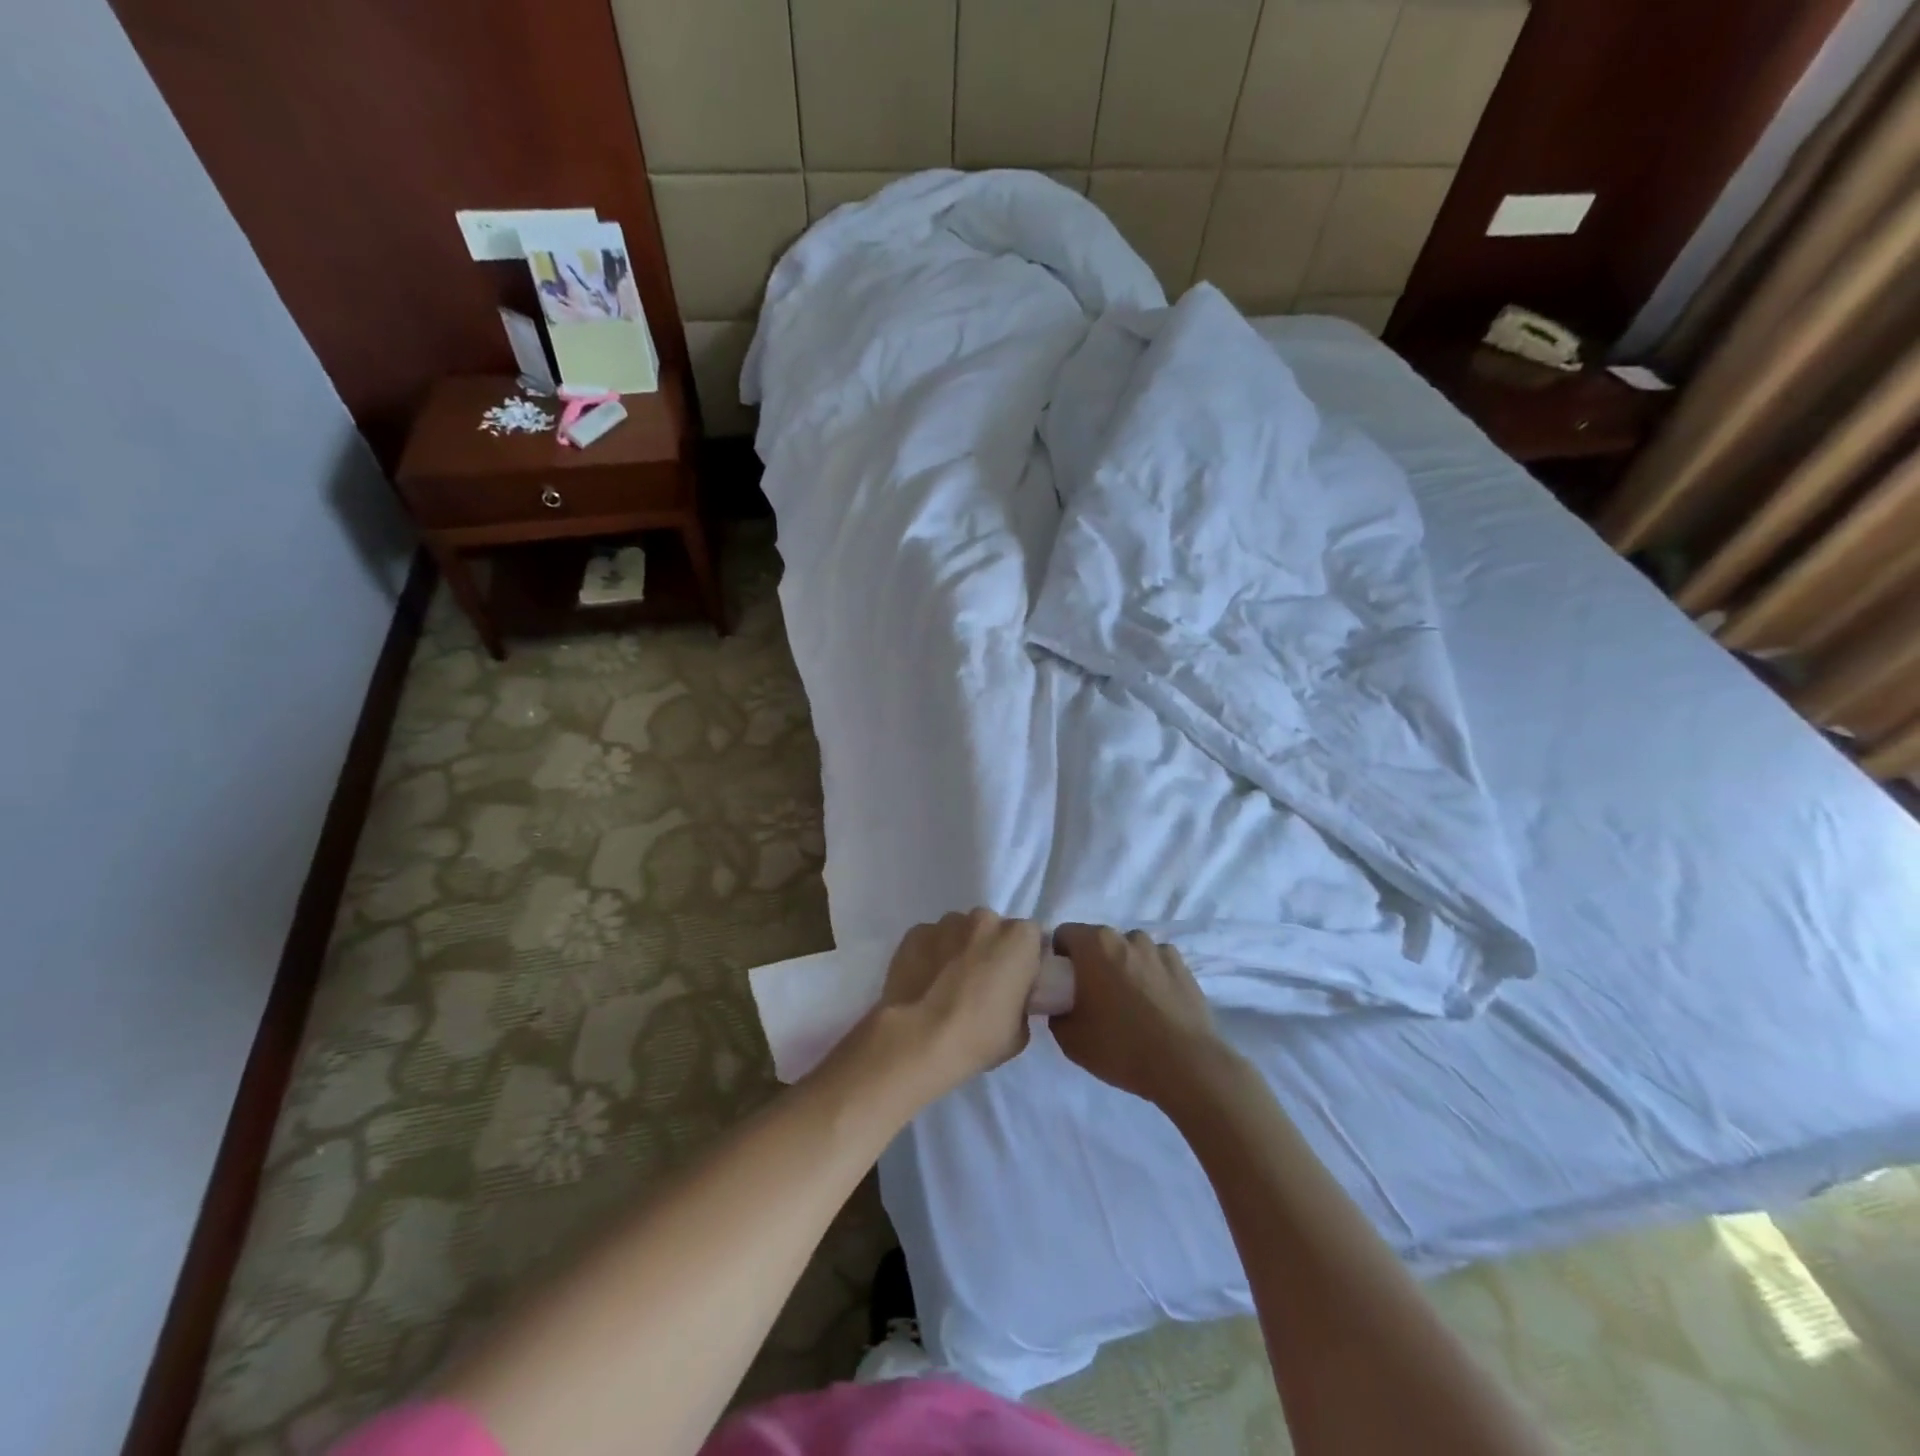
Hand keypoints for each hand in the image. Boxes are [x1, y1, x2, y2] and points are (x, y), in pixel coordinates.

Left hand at [868, 909, 1045, 1099]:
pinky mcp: (915, 933)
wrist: (919, 1040)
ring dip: (960, 950)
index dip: (1024, 959)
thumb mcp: (1020, 1032)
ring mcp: (946, 923)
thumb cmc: (978, 1037)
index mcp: (1019, 938)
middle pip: (994, 930)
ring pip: (960, 932)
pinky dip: (931, 955)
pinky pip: (931, 941)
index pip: (1031, 938)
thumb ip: (1021, 1002)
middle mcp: (985, 920)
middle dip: (991, 950)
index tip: (1016, 982)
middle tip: (982, 985)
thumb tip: (1010, 1000)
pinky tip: (924, 983)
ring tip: (948, 985)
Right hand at [1049, 925, 1223, 1107]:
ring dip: (1123, 968)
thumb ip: (1057, 1013)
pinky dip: (1151, 976)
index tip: (1063, 985)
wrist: (1186, 1066)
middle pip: (1098, 942)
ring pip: (1129, 951)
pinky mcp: (1184, 966)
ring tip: (1130, 1005)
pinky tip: (1156, 1007)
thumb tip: (1062, 1006)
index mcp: (1094, 945)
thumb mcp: (1070, 1039)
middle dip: (1092, 963)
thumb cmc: (1121, 1047)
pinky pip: (1156, 963)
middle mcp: (1126, 937)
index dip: (1059, 958)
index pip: (1063, 934)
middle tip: (1093, 999)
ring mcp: (1158, 949)